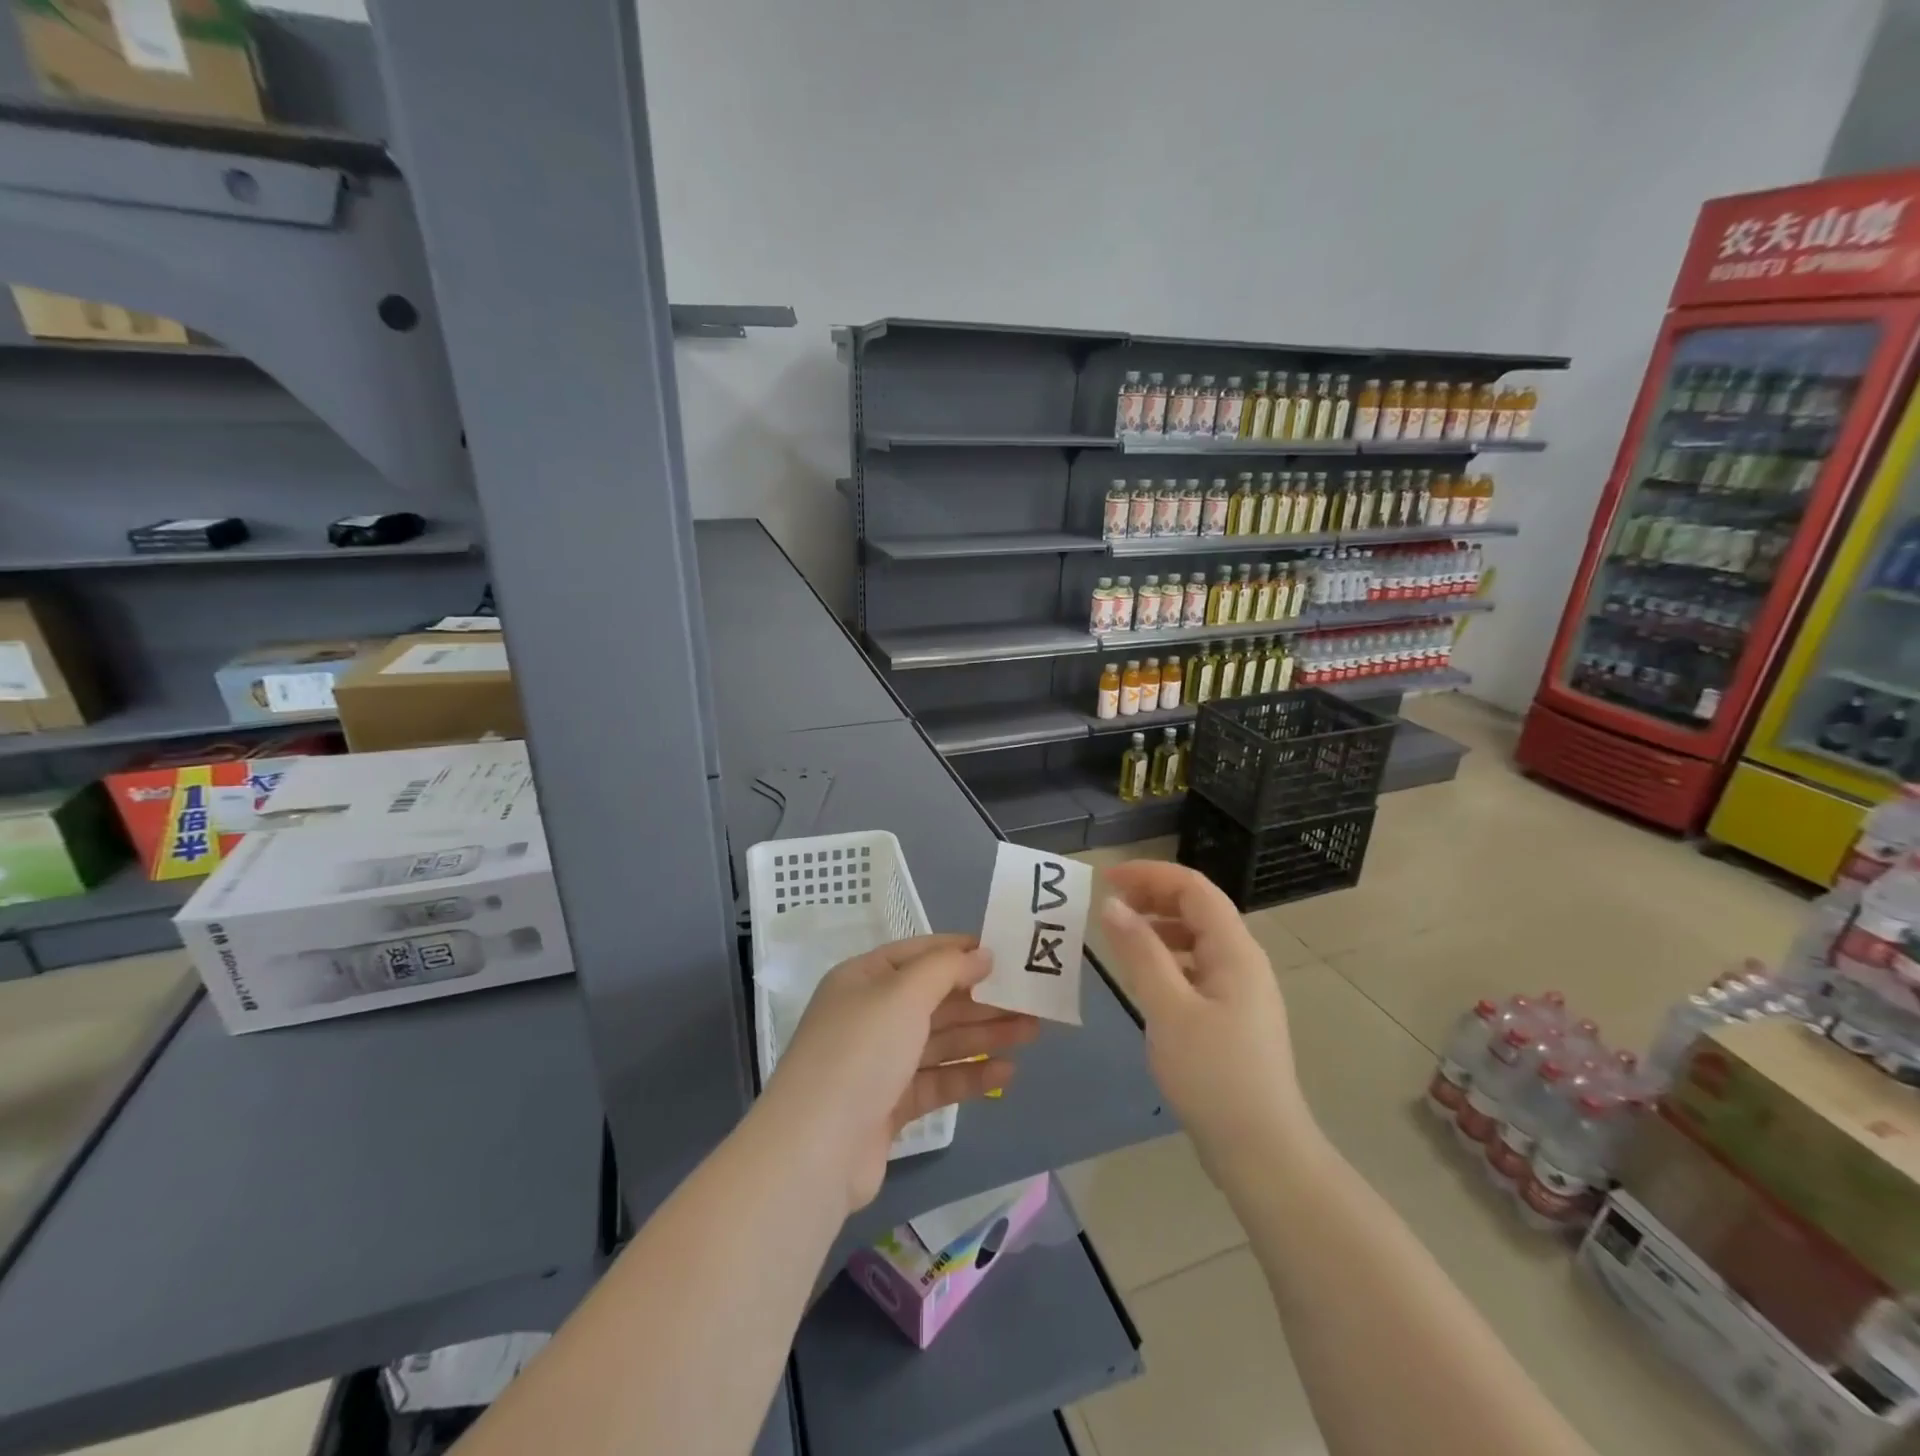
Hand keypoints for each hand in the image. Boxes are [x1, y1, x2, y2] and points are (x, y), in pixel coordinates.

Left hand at [763, 935, 1040, 1212]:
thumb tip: (983, 954)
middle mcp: (870, 1015)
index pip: (919, 954)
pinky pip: (937, 1080)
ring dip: (984, 1035)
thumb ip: (946, 969)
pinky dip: (969, 1075)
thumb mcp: (903, 994)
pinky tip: (1006, 1073)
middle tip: (1032, 999)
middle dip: (982, 998)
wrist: (815, 1150)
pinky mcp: (889, 1105)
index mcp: (864, 979)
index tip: (1005, 953)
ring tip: (1032, 1032)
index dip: (960, 951)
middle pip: (935, 999)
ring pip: (940, 1040)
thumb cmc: (860, 1052)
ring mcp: (879, 1062)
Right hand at [1098, 862, 1311, 1183]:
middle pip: (1198, 908)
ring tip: (1121, 937)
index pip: (1194, 887)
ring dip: (1159, 927)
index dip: (1150, 874)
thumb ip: (1139, 952)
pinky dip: (1167, 959)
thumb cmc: (1213, 1075)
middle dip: (1153, 896)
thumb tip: (1112, 904)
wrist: (1261, 1151)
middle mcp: (1243, 961)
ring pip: (1197, 939)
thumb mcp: (1168, 1009)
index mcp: (1235, 951)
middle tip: (1108, 905)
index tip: (1106, 879)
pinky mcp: (1233, 1017)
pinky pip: (1197, 968)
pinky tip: (1145, 979)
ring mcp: (1241, 991)